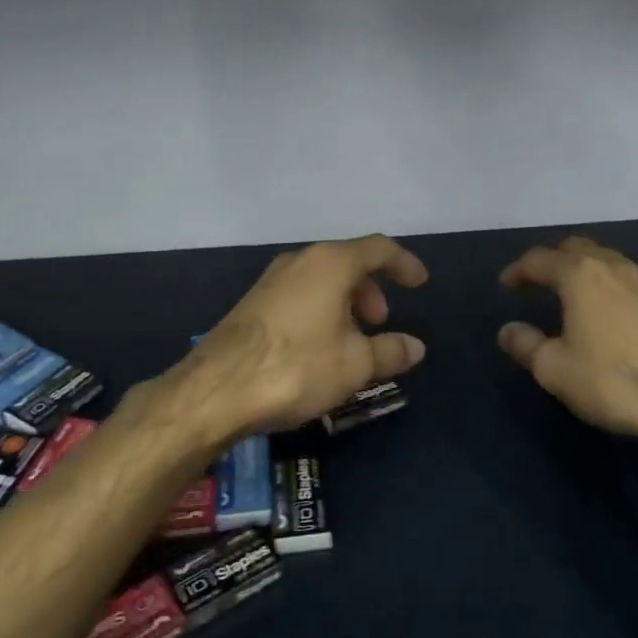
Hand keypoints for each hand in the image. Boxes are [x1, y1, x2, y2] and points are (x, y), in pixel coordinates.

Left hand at [173, 235, 428, 441]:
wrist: (217, 389)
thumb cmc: (297, 366)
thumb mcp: (355, 364)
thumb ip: (390, 351)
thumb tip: (415, 346)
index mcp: (330, 263)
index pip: (378, 248)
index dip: (404, 263)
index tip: (420, 283)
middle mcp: (300, 261)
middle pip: (347, 263)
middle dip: (371, 289)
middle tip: (380, 322)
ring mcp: (271, 280)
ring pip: (321, 280)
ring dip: (345, 303)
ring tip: (352, 342)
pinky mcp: (252, 303)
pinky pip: (299, 295)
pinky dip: (320, 311)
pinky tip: (319, 348)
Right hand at [498, 236, 637, 471]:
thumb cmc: (613, 381)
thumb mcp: (555, 369)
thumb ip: (526, 345)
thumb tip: (508, 330)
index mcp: (581, 275)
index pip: (540, 259)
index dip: (518, 270)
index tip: (506, 284)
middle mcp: (615, 268)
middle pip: (578, 248)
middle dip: (554, 260)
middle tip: (538, 280)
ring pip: (609, 263)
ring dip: (586, 272)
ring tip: (573, 295)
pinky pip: (632, 285)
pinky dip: (612, 290)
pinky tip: (613, 315)